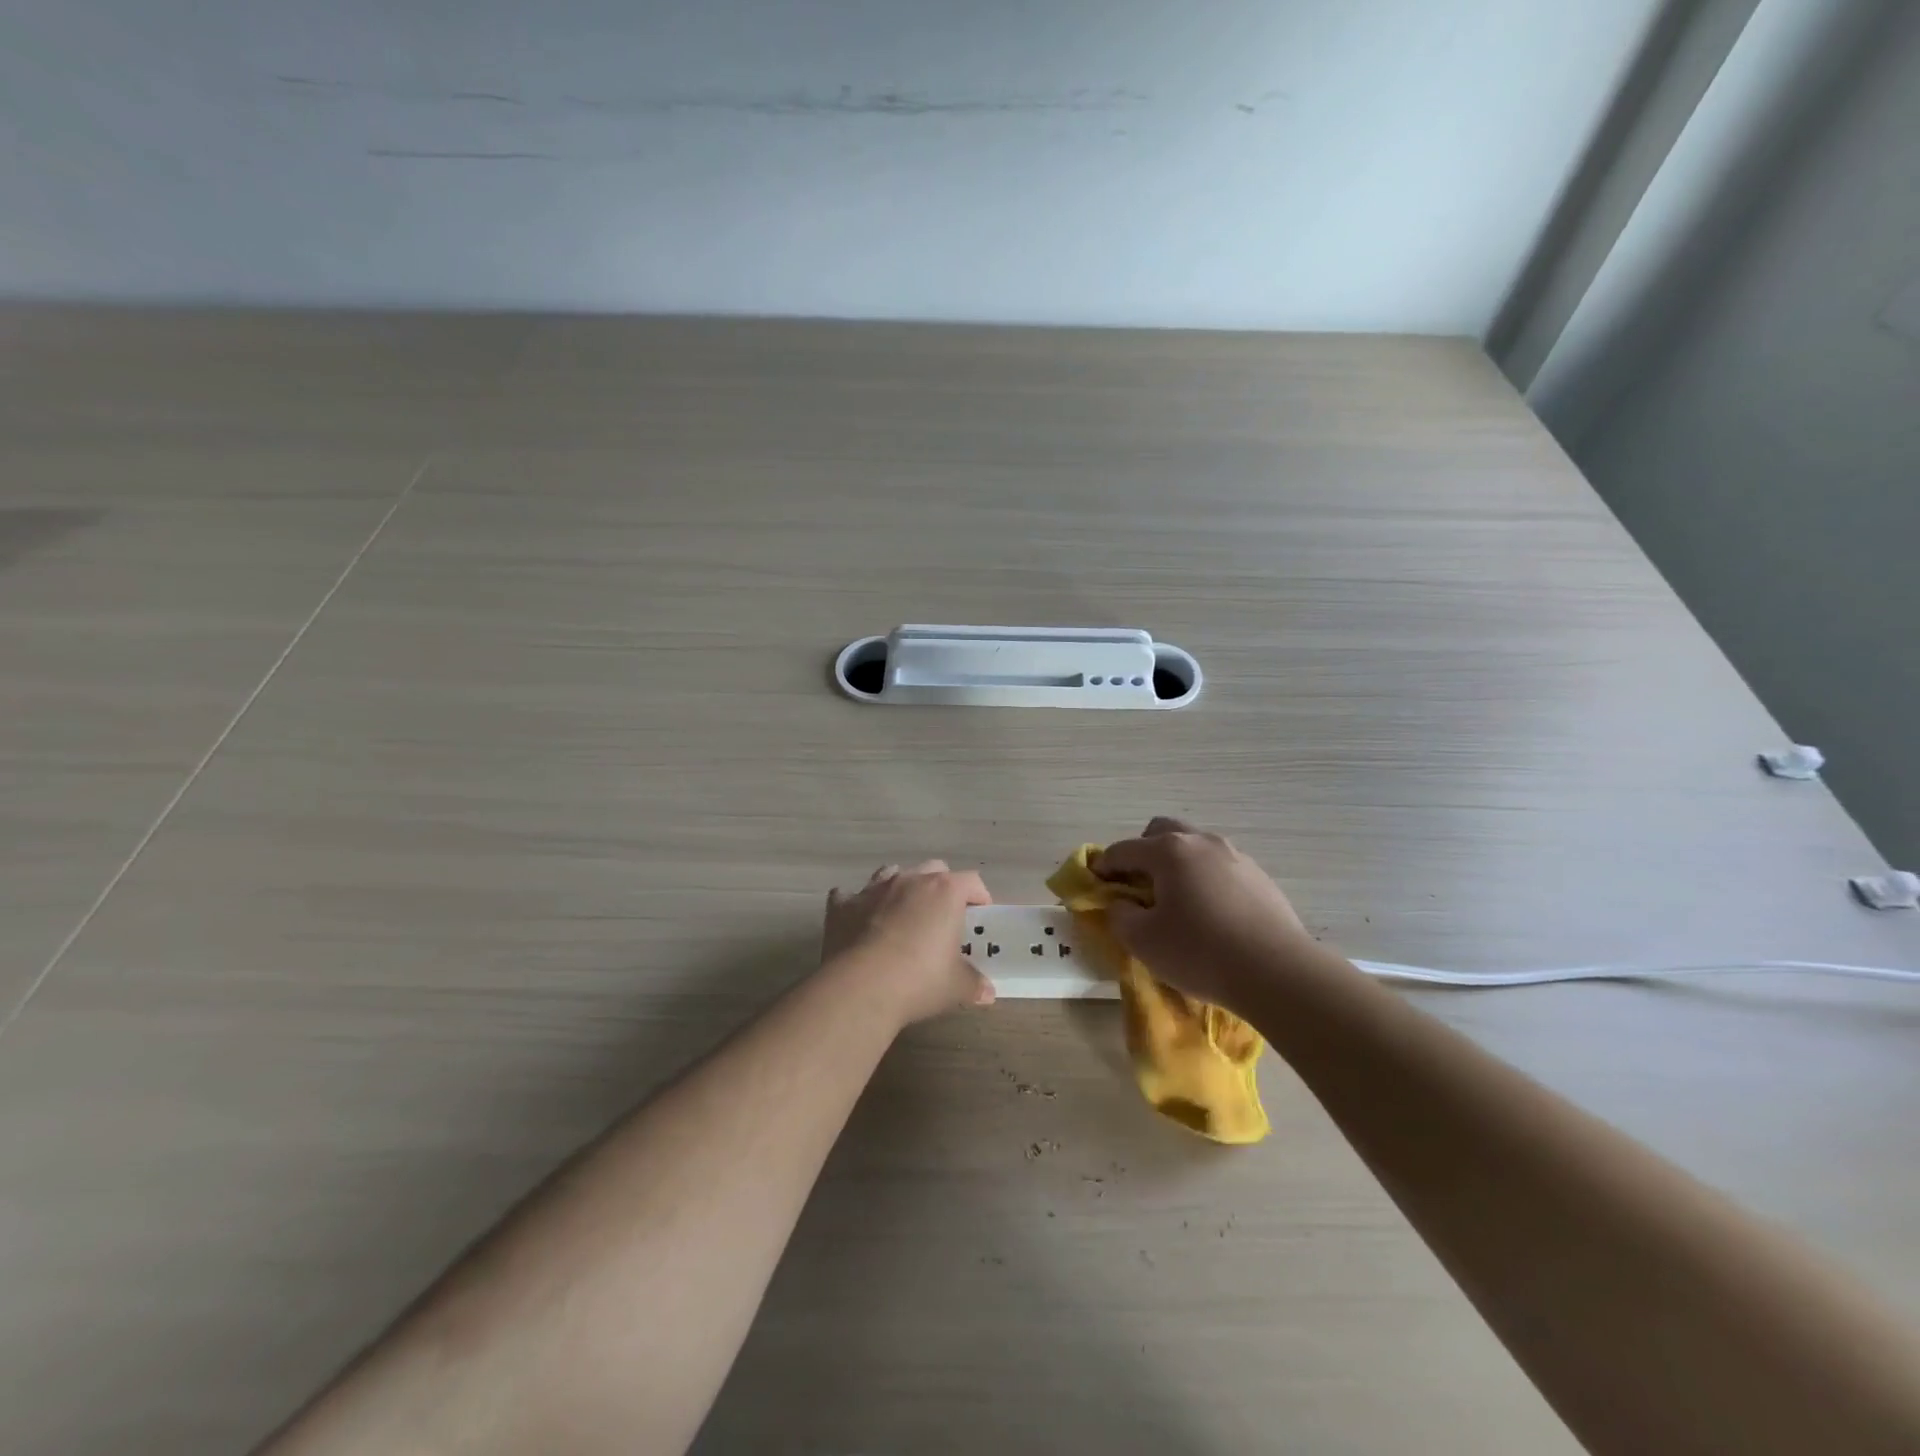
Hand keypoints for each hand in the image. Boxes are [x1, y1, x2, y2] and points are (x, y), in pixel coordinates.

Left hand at [822, 861, 994, 1025]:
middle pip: (933, 869)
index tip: (979, 917)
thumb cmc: (919, 980)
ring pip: (892, 873)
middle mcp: (910, 880)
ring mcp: (873, 889)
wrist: (860, 987)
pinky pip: (850, 896)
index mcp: (944, 892)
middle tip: (942, 918)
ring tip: (902, 915)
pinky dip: (857, 906)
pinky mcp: (843, 905)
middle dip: (941, 888)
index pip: (972, 882)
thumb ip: (974, 984)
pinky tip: (858, 923)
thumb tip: (987, 991)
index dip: (979, 897)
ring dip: (900, 889)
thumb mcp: (957, 987)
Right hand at [1095, 818, 1314, 1010]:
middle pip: (1162, 831)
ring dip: (1177, 865)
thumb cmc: (1200, 953)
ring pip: (1195, 847)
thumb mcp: (1143, 941)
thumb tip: (1121, 905)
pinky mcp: (1260, 878)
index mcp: (1169, 850)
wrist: (1278, 973)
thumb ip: (1120, 916)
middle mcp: (1202, 842)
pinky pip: (1220, 868)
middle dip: (1142, 852)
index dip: (1103, 866)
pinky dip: (1205, 880)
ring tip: (1176, 901)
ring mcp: (1236, 856)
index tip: (1095, 885)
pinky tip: (1210, 914)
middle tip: (1136, 885)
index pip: (1123, 850)